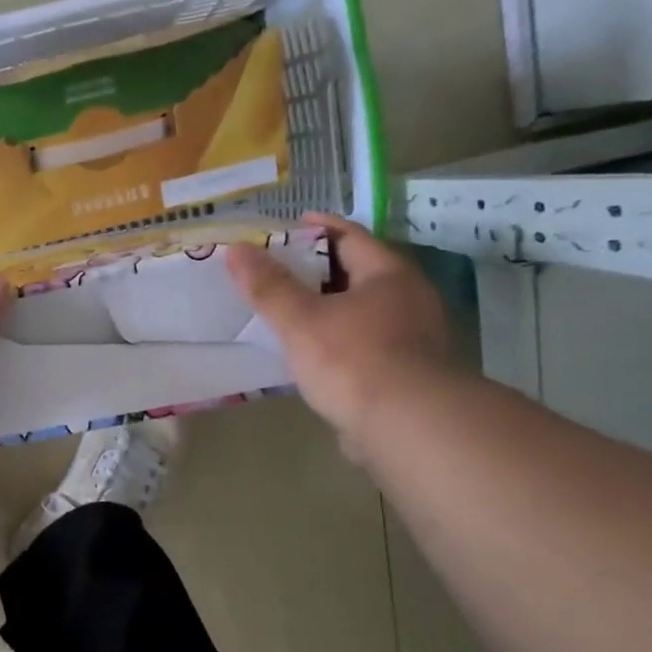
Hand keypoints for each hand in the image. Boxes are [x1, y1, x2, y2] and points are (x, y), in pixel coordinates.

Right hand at [226, 213, 453, 456]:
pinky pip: (367, 343)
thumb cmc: (353, 360)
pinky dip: (340, 341)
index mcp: (389, 275)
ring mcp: (414, 337)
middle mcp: (409, 299)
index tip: (290, 225)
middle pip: (359, 273)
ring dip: (331, 309)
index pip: (350, 236)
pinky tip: (315, 355)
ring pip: (364, 311)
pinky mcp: (408, 372)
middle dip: (321, 270)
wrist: (407, 426)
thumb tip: (237, 250)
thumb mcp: (301, 320)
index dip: (319, 228)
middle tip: (281, 271)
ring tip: (292, 313)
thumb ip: (269, 287)